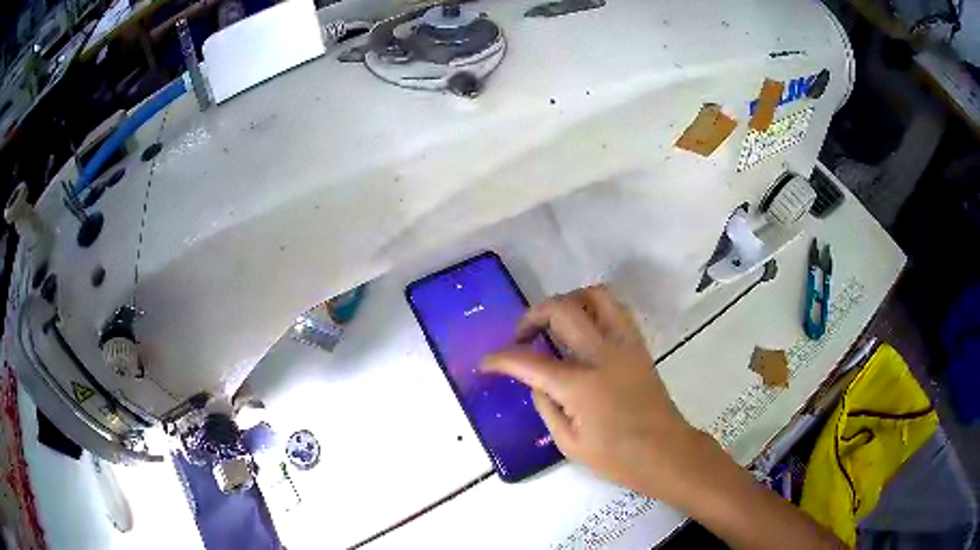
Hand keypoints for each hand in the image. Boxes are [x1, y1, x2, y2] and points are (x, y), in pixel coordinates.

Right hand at [482, 286, 715, 503]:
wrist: (665, 451)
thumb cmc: (616, 457)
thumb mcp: (568, 443)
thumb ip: (546, 405)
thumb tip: (537, 380)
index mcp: (579, 386)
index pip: (528, 361)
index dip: (499, 359)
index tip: (486, 363)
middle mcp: (602, 354)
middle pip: (560, 309)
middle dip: (531, 316)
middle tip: (523, 336)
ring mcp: (624, 344)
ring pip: (593, 295)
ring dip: (566, 302)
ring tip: (555, 323)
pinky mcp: (638, 344)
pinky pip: (614, 308)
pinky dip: (592, 307)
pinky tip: (584, 328)